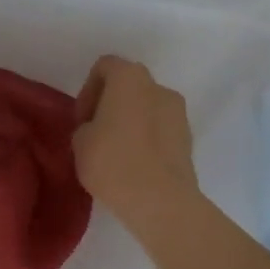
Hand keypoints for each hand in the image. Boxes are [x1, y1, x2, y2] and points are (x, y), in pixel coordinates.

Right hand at [72, 56, 198, 214]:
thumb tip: (96, 129)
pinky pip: (160, 129)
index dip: (88, 89)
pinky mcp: (189, 139)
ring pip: (147, 108)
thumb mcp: (80, 142)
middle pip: (129, 86)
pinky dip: (147, 139)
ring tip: (116, 152)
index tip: (81, 119)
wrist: (160, 202)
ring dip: (130, 121)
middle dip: (110, 104)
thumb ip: (86, 126)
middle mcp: (159, 87)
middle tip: (95, 133)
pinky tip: (135, 165)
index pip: (105, 67)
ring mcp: (179, 113)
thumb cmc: (113, 162)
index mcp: (130, 78)